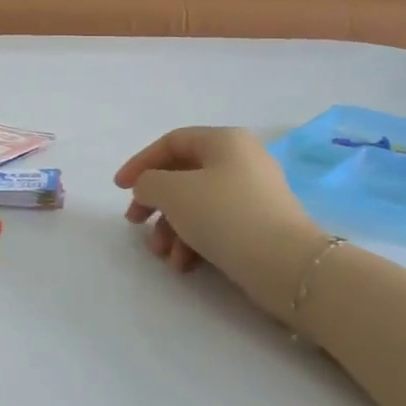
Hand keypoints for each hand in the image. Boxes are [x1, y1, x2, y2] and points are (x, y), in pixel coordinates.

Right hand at [114, 127, 325, 304]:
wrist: (286, 265)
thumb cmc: (224, 215)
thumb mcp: (172, 192)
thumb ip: (148, 182)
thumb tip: (149, 188)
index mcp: (225, 141)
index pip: (172, 142)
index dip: (140, 163)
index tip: (119, 189)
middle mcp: (242, 160)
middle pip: (183, 175)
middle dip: (155, 202)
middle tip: (135, 222)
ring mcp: (253, 194)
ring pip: (198, 204)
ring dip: (172, 228)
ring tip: (162, 255)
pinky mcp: (259, 225)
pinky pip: (217, 224)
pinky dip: (195, 241)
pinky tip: (184, 265)